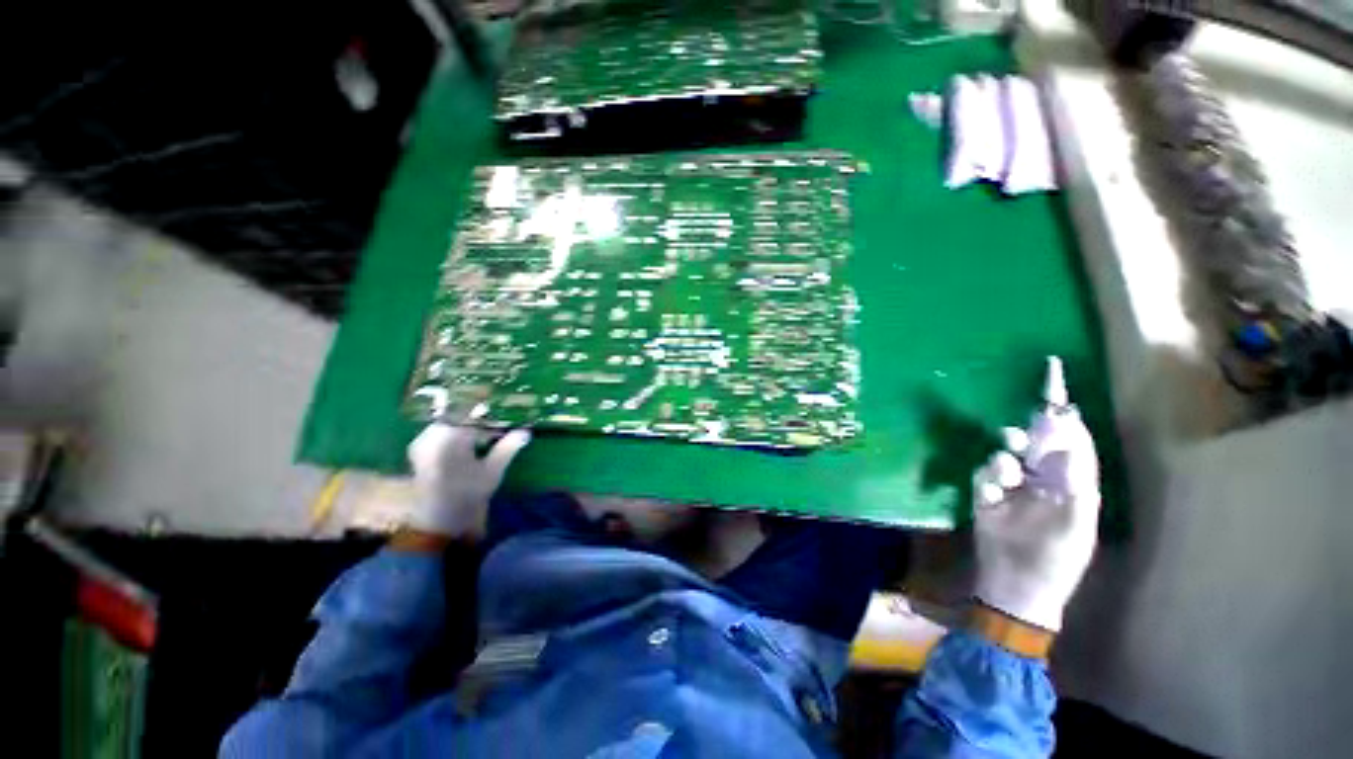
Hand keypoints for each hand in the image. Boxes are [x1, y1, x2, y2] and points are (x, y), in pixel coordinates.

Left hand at [406, 423, 530, 539]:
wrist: (436, 522)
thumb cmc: (466, 496)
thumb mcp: (492, 471)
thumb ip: (508, 448)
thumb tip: (527, 431)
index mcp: (451, 436)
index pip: (475, 414)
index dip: (492, 414)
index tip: (507, 418)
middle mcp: (433, 434)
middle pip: (461, 415)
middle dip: (480, 417)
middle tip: (499, 424)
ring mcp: (423, 442)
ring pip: (450, 422)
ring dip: (469, 424)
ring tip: (487, 431)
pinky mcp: (419, 450)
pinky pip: (440, 432)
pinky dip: (456, 432)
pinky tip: (471, 441)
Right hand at [972, 406, 1099, 632]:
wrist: (1016, 587)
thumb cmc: (1055, 561)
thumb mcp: (1076, 529)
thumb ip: (1075, 487)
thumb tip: (1067, 448)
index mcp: (1072, 488)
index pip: (1073, 447)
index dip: (1067, 422)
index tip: (1057, 392)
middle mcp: (1043, 483)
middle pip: (1037, 447)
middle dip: (1030, 435)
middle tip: (1022, 434)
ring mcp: (1013, 489)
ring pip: (1007, 457)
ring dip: (1006, 458)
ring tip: (1006, 470)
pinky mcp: (986, 497)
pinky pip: (984, 476)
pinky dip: (987, 478)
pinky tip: (992, 491)